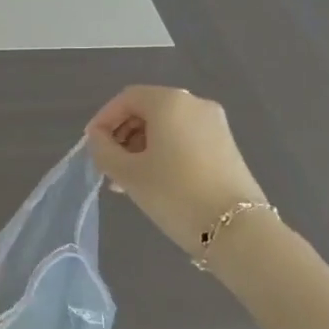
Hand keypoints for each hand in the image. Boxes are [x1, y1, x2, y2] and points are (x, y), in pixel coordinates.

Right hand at [85, 86, 267, 257]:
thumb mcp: (127, 172)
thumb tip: (98, 138)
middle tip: (107, 165)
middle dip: (122, 135)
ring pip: (165, 127)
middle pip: (147, 110)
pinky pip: (184, 139)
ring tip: (125, 180)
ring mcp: (215, 125)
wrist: (236, 229)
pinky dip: (163, 152)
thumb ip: (103, 149)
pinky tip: (152, 181)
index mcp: (169, 101)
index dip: (103, 119)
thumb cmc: (173, 193)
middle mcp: (195, 104)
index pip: (126, 99)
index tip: (91, 146)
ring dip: (140, 147)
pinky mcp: (226, 146)